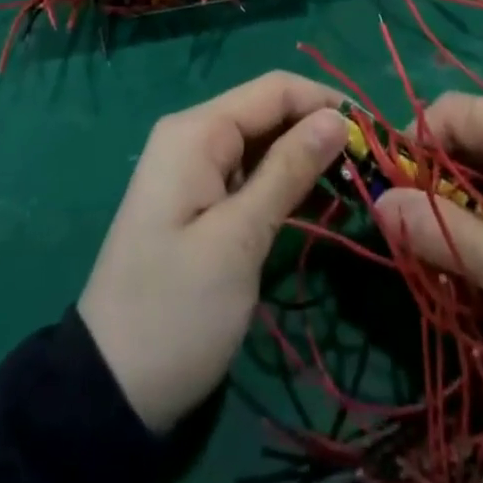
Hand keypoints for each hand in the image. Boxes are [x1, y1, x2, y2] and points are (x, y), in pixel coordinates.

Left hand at [78, 73, 348, 432]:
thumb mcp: (239, 239)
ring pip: (265, 143)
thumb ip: (288, 170)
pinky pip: (252, 174)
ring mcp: (196, 170)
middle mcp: (195, 136)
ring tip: (355, 186)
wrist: (109, 392)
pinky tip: (322, 203)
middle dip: (319, 130)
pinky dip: (286, 184)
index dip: (325, 102)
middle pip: (270, 112)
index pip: (275, 90)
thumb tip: (337, 118)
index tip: (374, 135)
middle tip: (370, 167)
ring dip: (307, 159)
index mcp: (197, 131)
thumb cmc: (176, 310)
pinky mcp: (202, 202)